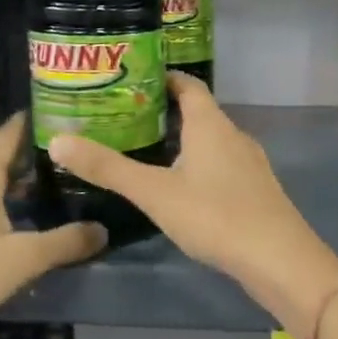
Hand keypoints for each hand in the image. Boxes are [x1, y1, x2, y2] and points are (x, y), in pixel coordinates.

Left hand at [0, 115, 103, 338]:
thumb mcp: (21, 260)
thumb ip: (64, 243)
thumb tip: (103, 229)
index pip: (8, 134)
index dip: (33, 123)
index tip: (62, 116)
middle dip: (27, 157)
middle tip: (65, 160)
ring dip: (8, 184)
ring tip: (42, 192)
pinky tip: (5, 225)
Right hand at [48, 74, 337, 336]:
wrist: (279, 260)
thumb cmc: (216, 216)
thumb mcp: (154, 192)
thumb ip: (107, 168)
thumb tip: (57, 140)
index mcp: (211, 124)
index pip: (187, 85)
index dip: (162, 78)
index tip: (131, 79)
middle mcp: (233, 136)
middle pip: (198, 112)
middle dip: (164, 112)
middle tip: (125, 118)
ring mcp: (249, 164)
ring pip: (210, 142)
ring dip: (181, 141)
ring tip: (145, 151)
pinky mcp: (255, 191)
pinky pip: (220, 166)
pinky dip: (197, 166)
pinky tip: (179, 189)